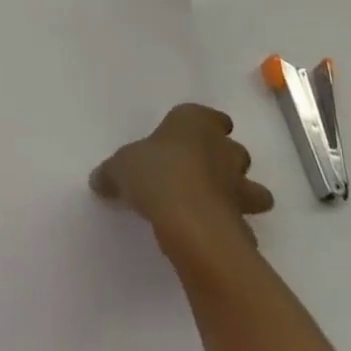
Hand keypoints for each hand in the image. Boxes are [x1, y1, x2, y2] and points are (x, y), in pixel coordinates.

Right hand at [90, 103, 272, 257]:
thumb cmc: (155, 174)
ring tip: (214, 206)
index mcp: (195, 123)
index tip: (190, 138)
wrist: (190, 220)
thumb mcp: (120, 167)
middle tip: (198, 173)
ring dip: (239, 194)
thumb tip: (99, 179)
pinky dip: (232, 226)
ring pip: (251, 186)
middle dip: (223, 160)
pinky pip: (241, 220)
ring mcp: (238, 185)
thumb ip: (112, 172)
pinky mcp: (244, 220)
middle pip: (233, 149)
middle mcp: (223, 149)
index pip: (211, 116)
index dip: (204, 126)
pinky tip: (210, 233)